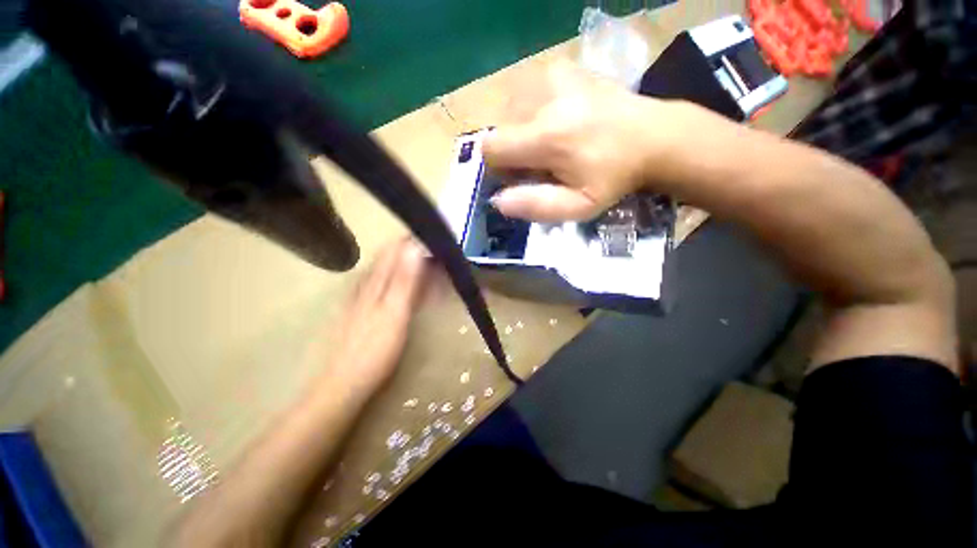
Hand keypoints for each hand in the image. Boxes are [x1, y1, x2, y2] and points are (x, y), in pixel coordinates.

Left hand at [314, 238, 427, 392]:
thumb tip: (413, 248)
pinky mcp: (357, 311)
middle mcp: (364, 285)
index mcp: (375, 283)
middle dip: (406, 248)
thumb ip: (404, 281)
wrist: (344, 383)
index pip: (393, 251)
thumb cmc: (375, 349)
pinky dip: (390, 277)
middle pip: (386, 258)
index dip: (410, 239)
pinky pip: (375, 285)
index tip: (429, 234)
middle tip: (428, 246)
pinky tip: (392, 281)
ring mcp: (358, 298)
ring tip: (415, 257)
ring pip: (380, 270)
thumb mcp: (395, 313)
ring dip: (399, 261)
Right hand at [483, 60, 678, 221]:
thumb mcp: (578, 207)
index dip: (498, 166)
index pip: (491, 148)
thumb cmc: (613, 178)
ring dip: (520, 130)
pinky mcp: (561, 68)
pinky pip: (526, 92)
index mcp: (547, 137)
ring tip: (551, 140)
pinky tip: (558, 118)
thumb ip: (536, 206)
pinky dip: (531, 110)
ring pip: (509, 110)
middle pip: (499, 128)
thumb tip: (497, 200)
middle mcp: (543, 99)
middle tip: (541, 160)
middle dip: (511, 149)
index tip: (520, 175)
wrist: (653, 136)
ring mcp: (552, 76)